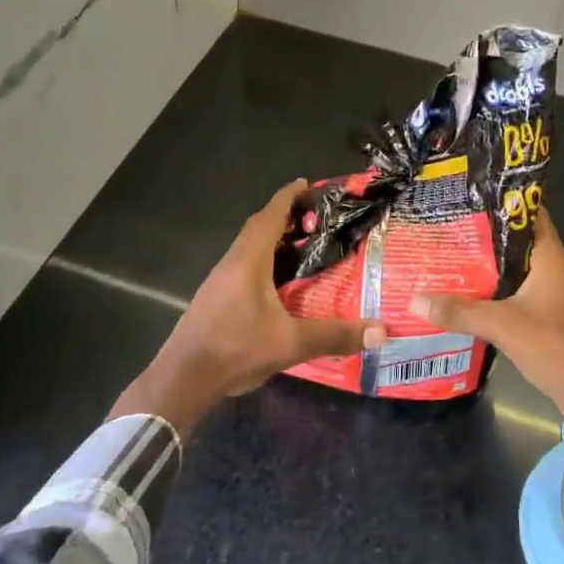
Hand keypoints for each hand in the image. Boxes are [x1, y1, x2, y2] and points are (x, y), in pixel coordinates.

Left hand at [109, 180, 386, 433]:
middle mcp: (232, 263)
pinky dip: (262, 259)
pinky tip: (277, 280)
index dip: (288, 197)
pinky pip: (242, 265)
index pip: (270, 216)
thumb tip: (381, 331)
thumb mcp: (291, 344)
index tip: (306, 183)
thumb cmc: (236, 350)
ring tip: (300, 244)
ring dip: (271, 238)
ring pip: (247, 247)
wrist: (182, 380)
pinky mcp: (214, 298)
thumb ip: (335, 336)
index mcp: (249, 261)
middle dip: (283, 216)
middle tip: (313, 217)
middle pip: (257, 227)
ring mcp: (219, 280)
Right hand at [412, 209, 563, 461]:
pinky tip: (472, 296)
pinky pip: (520, 294)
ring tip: (454, 256)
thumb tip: (415, 299)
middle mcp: (555, 271)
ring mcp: (555, 296)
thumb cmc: (556, 347)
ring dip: (492, 265)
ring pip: (519, 270)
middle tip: (452, 225)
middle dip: (489, 234)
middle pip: (520, 242)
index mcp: (551, 259)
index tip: (475, 193)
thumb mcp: (503, 326)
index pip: (533, 214)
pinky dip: (498, 291)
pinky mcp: (551, 319)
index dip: (507, 200)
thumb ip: (460, 312)